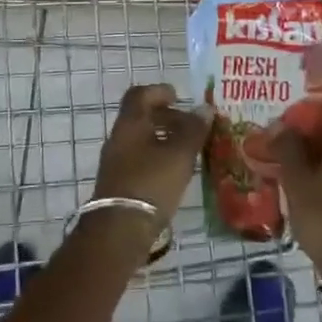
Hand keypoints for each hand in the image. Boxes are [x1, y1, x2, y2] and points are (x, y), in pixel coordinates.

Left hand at [92, 83, 209, 221]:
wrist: (119, 230)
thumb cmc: (151, 183)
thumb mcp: (180, 154)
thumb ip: (193, 130)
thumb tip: (205, 108)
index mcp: (130, 123)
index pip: (140, 95)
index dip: (159, 91)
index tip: (179, 97)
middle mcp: (119, 138)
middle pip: (142, 117)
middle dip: (167, 117)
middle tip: (192, 126)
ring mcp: (116, 162)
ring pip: (142, 140)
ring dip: (164, 139)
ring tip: (189, 150)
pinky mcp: (119, 183)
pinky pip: (140, 160)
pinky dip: (158, 158)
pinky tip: (176, 172)